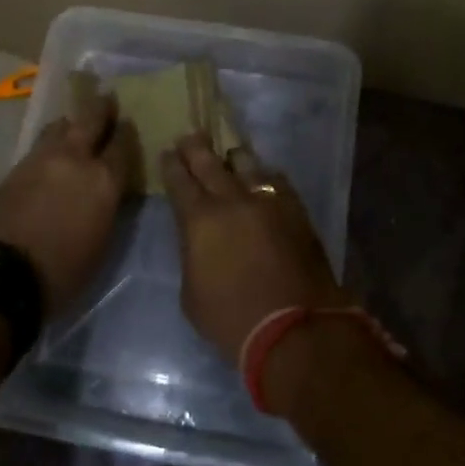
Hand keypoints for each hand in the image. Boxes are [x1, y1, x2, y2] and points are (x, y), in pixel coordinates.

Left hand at [0, 80, 136, 315]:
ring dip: (71, 122)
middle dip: (101, 108)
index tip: (128, 124)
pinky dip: (50, 141)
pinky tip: (51, 148)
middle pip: (91, 119)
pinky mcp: (16, 166)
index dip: (127, 132)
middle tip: (106, 99)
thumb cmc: (63, 270)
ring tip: (74, 124)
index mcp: (104, 180)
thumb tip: (107, 191)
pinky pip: (40, 143)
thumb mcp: (102, 242)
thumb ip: (108, 207)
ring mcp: (43, 158)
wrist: (3, 271)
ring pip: (61, 125)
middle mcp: (76, 158)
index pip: (123, 144)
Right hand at [159, 135, 343, 363]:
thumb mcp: (191, 293)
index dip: (172, 165)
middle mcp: (232, 200)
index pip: (179, 181)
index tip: (168, 153)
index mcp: (199, 220)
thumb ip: (192, 254)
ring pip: (247, 163)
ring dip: (233, 158)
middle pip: (210, 162)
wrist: (295, 329)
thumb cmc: (232, 320)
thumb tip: (199, 238)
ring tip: (229, 156)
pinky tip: (263, 179)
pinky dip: (264, 177)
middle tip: (190, 137)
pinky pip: (276, 181)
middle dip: (196, 147)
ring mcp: (268, 201)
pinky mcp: (296, 210)